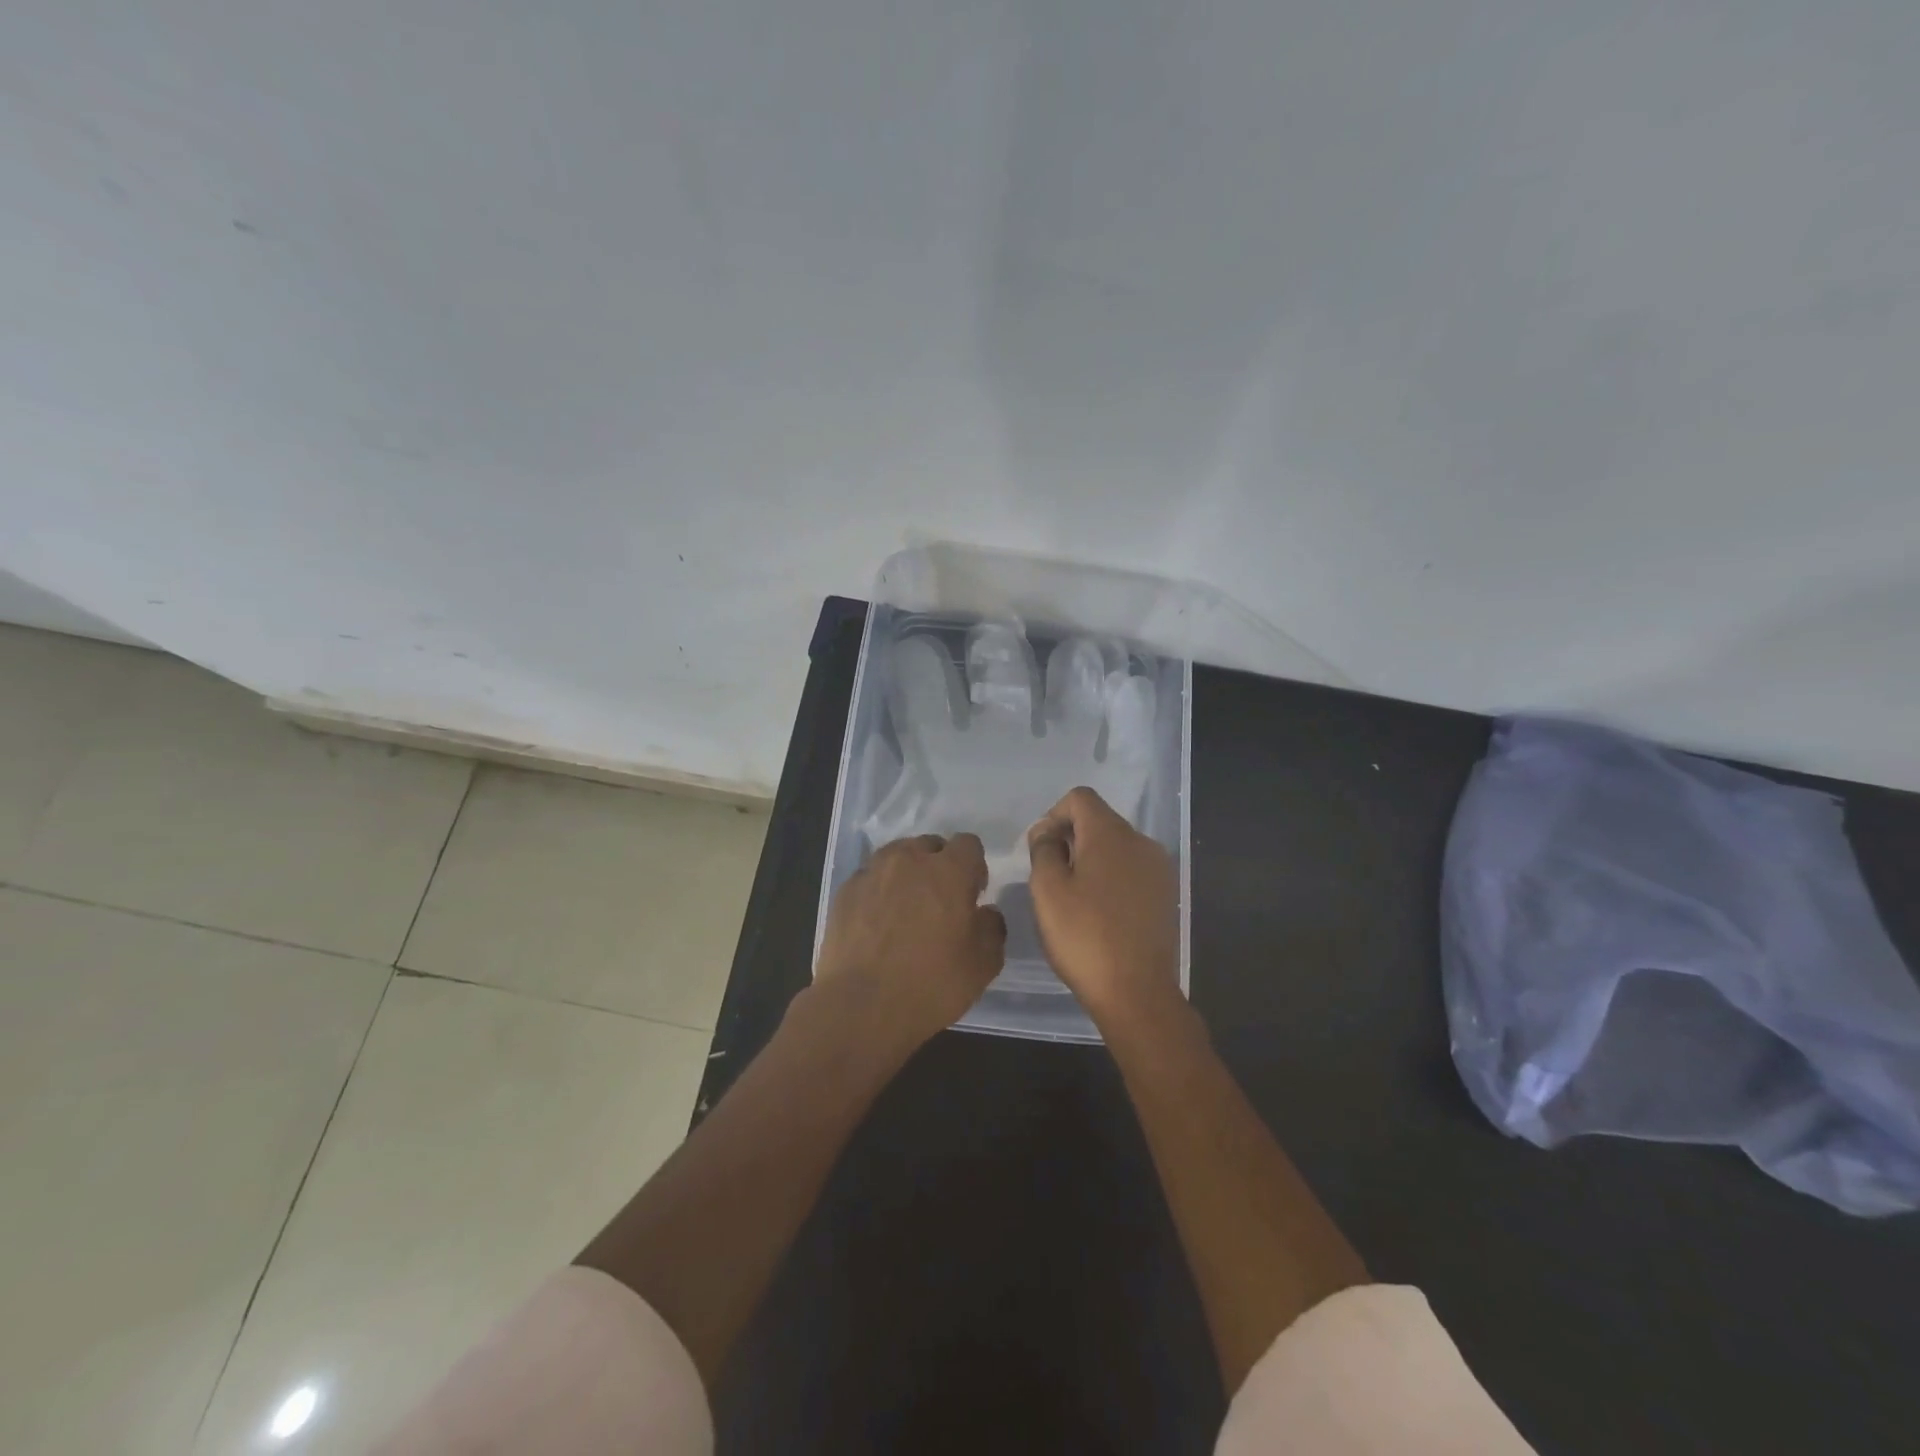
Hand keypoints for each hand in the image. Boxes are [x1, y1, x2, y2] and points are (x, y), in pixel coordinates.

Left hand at [812, 833, 1006, 1056]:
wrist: (861, 1007)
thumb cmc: (931, 984)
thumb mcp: (984, 965)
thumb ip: (992, 928)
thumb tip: (985, 912)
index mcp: (949, 871)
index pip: (968, 844)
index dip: (974, 867)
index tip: (972, 895)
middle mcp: (910, 859)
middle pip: (930, 845)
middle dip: (939, 866)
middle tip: (939, 903)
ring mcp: (872, 872)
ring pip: (897, 856)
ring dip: (907, 873)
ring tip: (905, 909)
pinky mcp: (845, 890)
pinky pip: (870, 878)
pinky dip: (878, 891)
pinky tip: (877, 923)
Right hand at [1028, 786, 1180, 1025]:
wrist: (1136, 992)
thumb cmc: (1084, 936)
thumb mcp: (1047, 890)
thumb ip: (1043, 849)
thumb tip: (1047, 833)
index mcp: (1111, 834)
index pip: (1080, 798)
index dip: (1053, 815)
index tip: (1040, 850)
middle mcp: (1141, 842)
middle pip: (1099, 821)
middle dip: (1070, 838)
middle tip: (1050, 877)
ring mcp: (1159, 869)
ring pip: (1116, 847)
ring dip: (1090, 860)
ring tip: (1073, 898)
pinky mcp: (1166, 894)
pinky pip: (1131, 870)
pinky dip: (1110, 878)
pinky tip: (1099, 913)